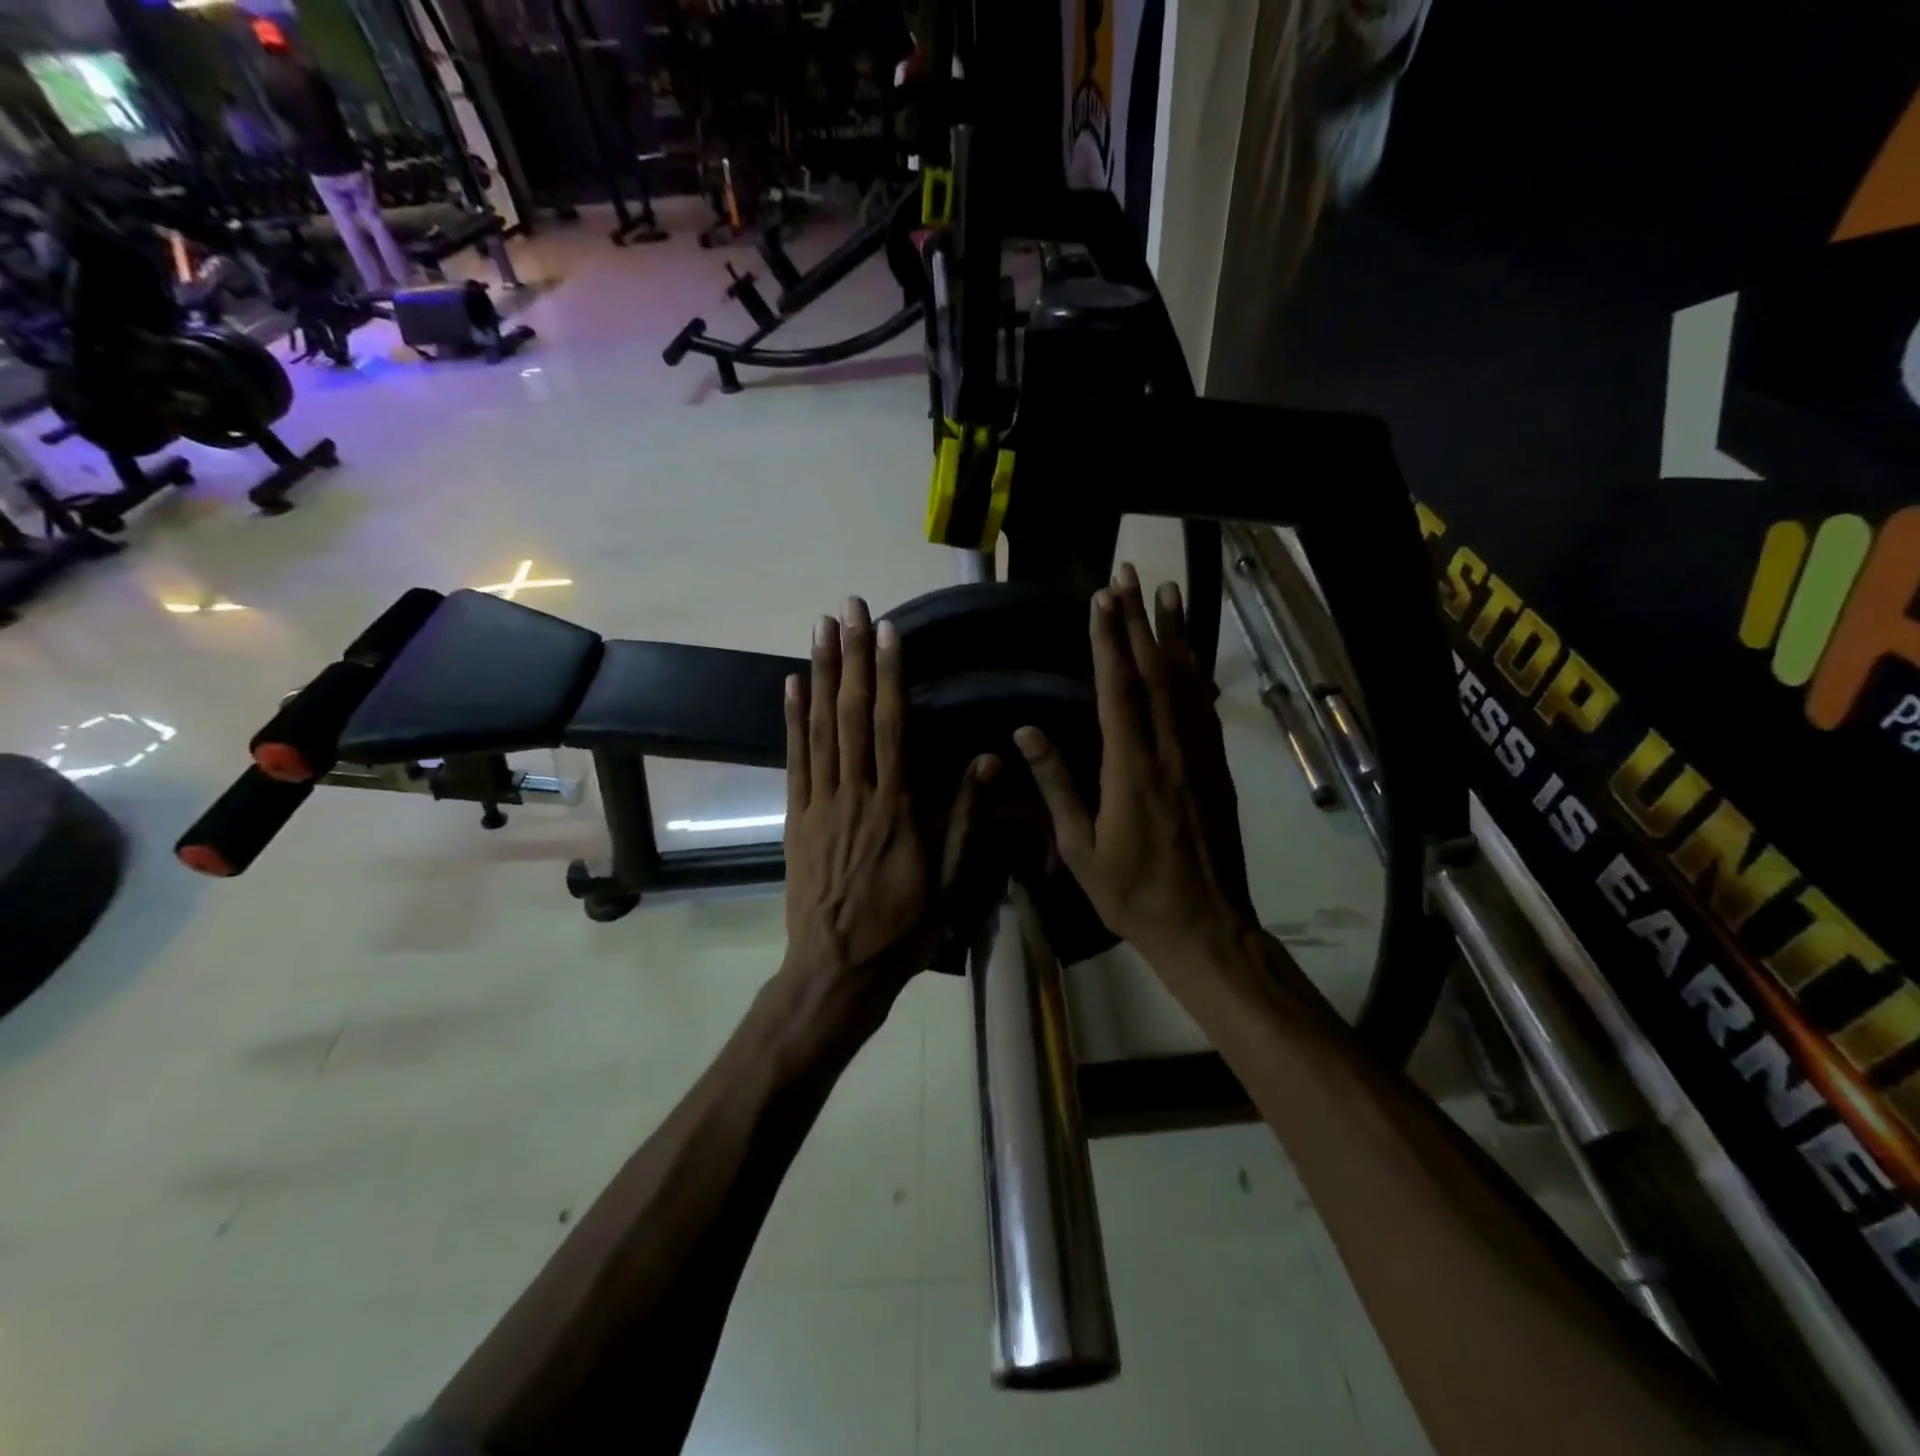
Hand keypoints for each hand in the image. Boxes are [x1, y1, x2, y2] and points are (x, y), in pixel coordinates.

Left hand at [783, 597, 997, 1028]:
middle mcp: (855, 794)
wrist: (836, 970)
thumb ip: (964, 817)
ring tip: (820, 629)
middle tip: (848, 608)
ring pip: (819, 728)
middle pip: (852, 715)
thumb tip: (985, 759)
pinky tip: (791, 684)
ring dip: (821, 675)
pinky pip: (793, 760)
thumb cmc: (902, 928)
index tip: (886, 632)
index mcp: (896, 807)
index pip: (892, 727)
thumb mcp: (949, 881)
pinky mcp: (795, 818)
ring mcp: (819, 804)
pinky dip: (791, 720)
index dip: (889, 676)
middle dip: (852, 657)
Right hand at [1015, 565, 1256, 970]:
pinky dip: (1196, 672)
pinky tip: (1192, 654)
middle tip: (1130, 574)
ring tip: (1168, 592)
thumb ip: (1056, 785)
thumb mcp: (1079, 848)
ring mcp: (1199, 757)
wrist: (1206, 926)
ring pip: (1186, 682)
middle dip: (1139, 620)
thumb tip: (1026, 731)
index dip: (1109, 640)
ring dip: (1175, 634)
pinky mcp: (1216, 768)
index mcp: (1132, 768)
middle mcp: (1170, 750)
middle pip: (1155, 672)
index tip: (1101, 598)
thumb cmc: (1133, 893)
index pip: (1118, 689)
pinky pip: (1204, 708)